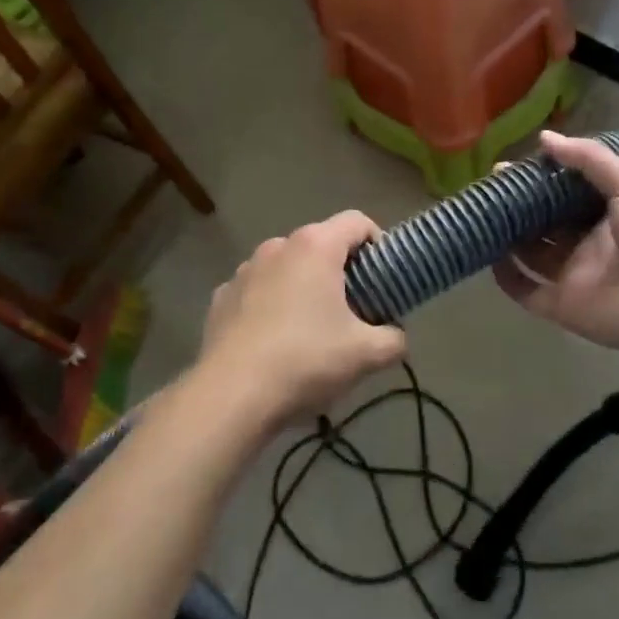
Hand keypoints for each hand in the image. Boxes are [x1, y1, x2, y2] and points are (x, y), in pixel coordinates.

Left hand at [196, 210, 405, 428]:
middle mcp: (277, 246)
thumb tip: (397, 337)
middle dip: (340, 270)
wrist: (231, 396)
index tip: (382, 277)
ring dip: (303, 286)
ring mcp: (244, 270)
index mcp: (315, 246)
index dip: (377, 243)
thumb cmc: (306, 360)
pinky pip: (257, 291)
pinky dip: (270, 305)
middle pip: (320, 244)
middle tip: (353, 309)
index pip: (357, 222)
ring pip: (286, 267)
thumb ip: (394, 339)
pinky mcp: (221, 297)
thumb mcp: (367, 355)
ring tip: (310, 328)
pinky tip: (274, 342)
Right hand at [493, 131, 618, 361]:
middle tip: (489, 187)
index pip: (564, 194)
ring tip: (481, 213)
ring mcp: (572, 276)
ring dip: (507, 236)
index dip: (539, 179)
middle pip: (543, 222)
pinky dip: (506, 276)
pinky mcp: (560, 306)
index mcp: (606, 215)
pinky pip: (525, 290)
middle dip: (518, 205)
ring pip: (530, 253)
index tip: (510, 166)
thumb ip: (591, 160)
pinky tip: (488, 255)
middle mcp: (586, 244)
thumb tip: (545, 138)